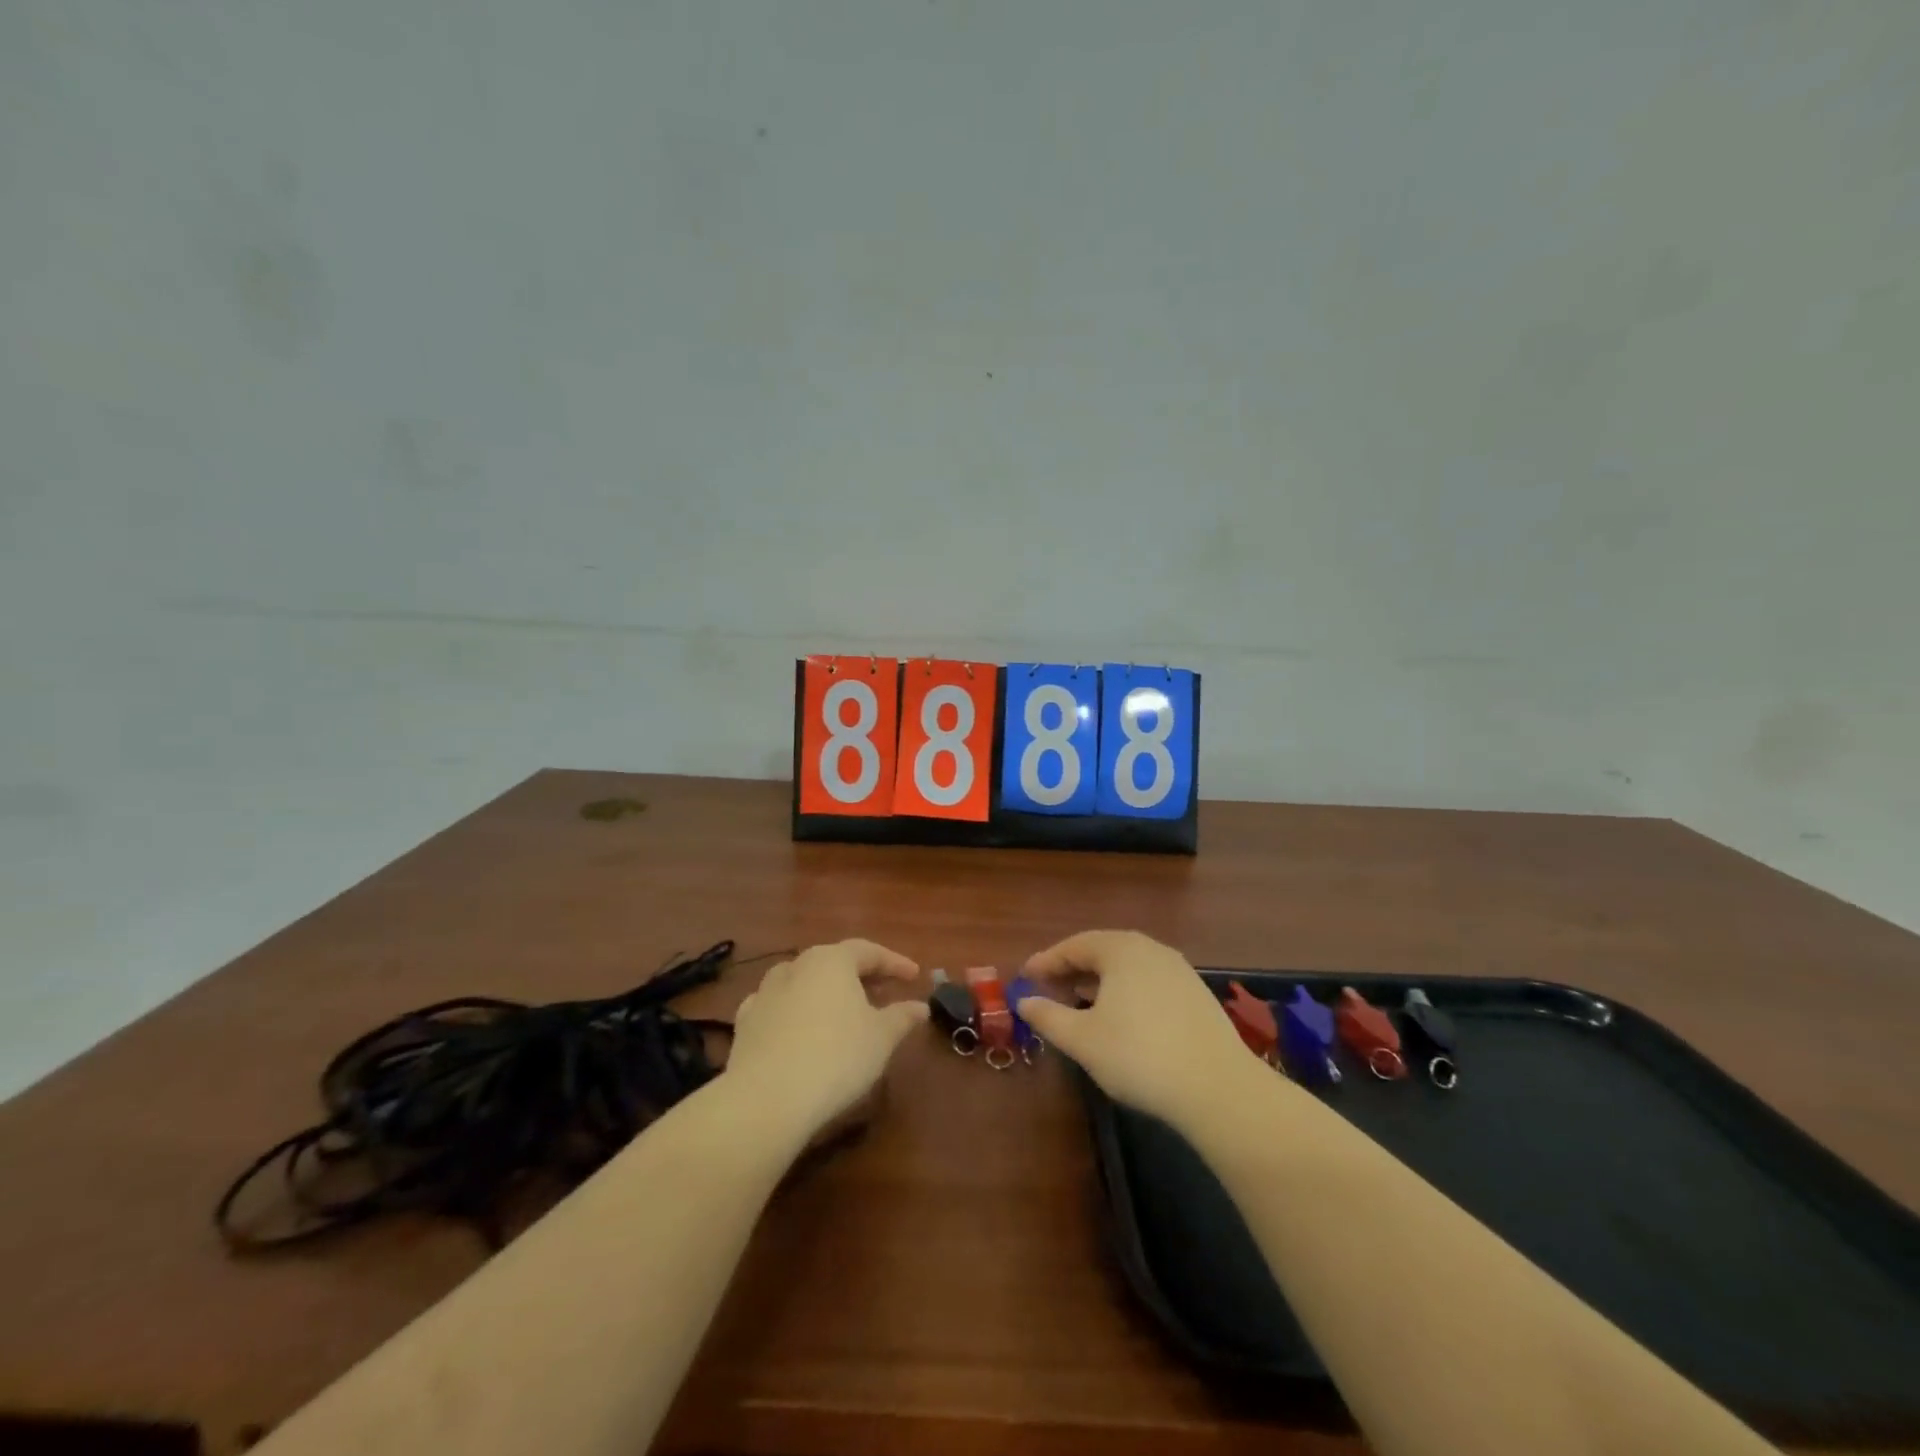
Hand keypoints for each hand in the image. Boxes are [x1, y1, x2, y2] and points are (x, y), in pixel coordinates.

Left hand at [724, 939, 927, 1139]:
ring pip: (803, 982)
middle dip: (860, 976)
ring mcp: (765, 993)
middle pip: (834, 963)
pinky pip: (778, 1007)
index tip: (914, 976)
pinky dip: (795, 1012)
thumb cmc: (836, 1057)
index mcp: (831, 960)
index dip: (894, 963)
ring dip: (825, 992)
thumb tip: (920, 1006)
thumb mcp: (881, 1038)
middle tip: (882, 992)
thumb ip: (902, 1017)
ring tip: (842, 1011)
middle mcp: (796, 966)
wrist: (766, 1099)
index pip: (868, 951)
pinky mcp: (745, 1023)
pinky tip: (800, 1028)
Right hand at [1016, 930, 1266, 1132]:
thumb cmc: (1139, 1056)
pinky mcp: (1197, 995)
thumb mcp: (1082, 1039)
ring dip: (1099, 980)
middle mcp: (1151, 949)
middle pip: (1102, 951)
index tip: (1025, 976)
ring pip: (1128, 967)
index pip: (1074, 946)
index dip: (1047, 961)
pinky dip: (1125, 992)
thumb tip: (1023, 1001)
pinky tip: (1120, 1017)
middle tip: (1049, 987)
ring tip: (1080, 1002)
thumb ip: (1048, 1016)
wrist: (1218, 1088)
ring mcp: (1179, 970)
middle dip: (1073, 968)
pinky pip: (1149, 982)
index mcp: (1121, 950)